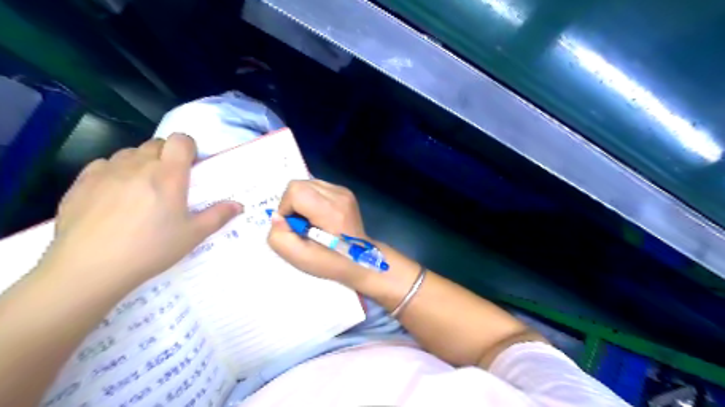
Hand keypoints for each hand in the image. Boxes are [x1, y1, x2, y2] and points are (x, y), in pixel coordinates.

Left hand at [42, 134, 241, 285]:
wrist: (90, 267)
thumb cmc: (151, 249)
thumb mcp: (192, 235)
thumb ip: (218, 216)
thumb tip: (239, 205)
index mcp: (168, 175)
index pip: (180, 140)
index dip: (188, 147)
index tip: (191, 165)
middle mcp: (138, 165)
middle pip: (156, 144)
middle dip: (167, 155)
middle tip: (170, 181)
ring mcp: (107, 171)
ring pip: (130, 153)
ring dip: (141, 162)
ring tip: (142, 187)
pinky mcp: (82, 182)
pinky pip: (104, 164)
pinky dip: (115, 171)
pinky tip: (115, 194)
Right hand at [268, 179, 376, 287]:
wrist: (361, 259)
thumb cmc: (331, 262)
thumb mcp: (300, 258)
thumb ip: (279, 238)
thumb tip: (277, 216)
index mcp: (331, 211)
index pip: (296, 191)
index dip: (286, 208)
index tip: (294, 226)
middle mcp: (340, 195)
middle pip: (299, 184)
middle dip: (292, 204)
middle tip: (301, 225)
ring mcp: (344, 191)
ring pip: (307, 184)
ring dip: (302, 202)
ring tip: (311, 221)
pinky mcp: (345, 192)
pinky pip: (317, 187)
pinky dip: (312, 200)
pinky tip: (320, 216)